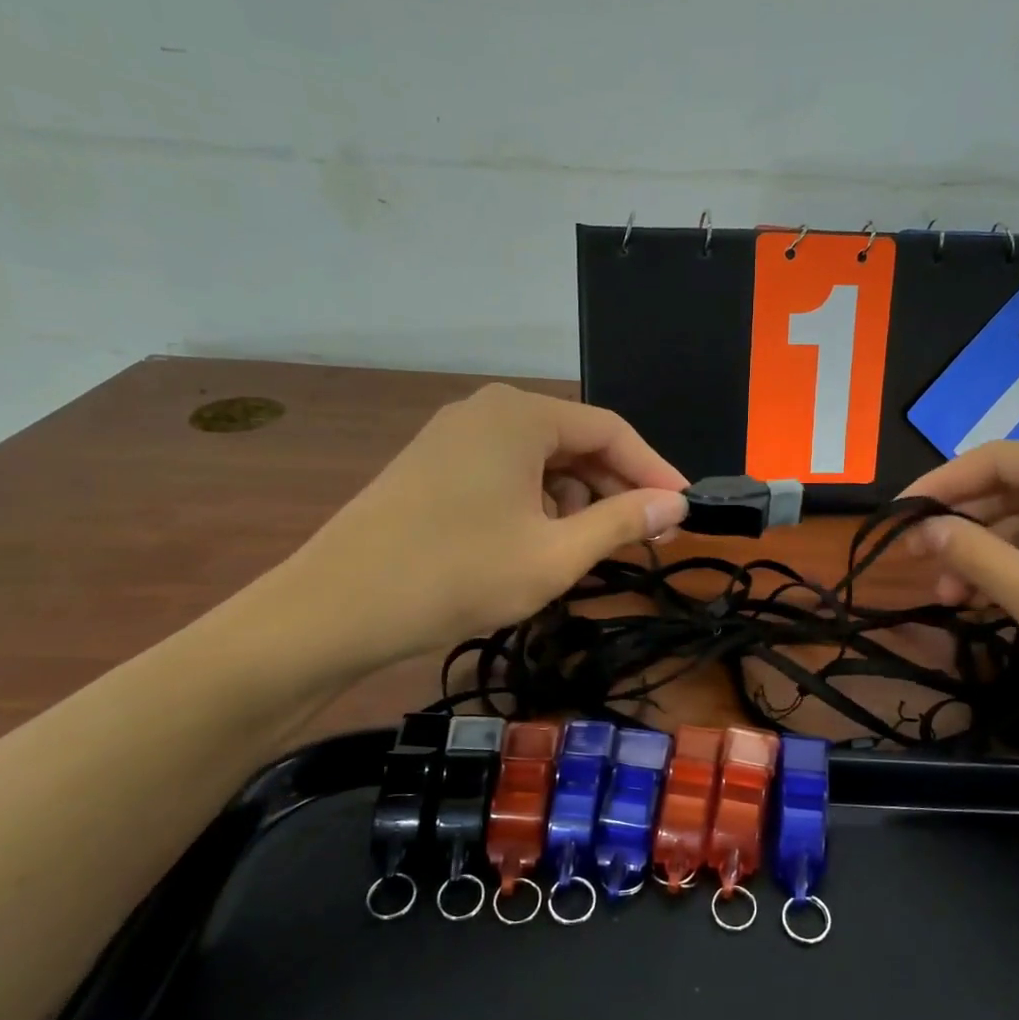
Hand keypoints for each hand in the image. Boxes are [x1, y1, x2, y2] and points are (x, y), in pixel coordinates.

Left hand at [272, 384, 688, 675]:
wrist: (335, 609)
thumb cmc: (457, 576)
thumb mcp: (555, 555)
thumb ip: (623, 522)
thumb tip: (677, 504)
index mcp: (521, 416)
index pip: (611, 430)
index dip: (654, 470)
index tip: (683, 510)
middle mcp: (487, 411)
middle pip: (574, 440)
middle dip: (614, 487)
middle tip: (644, 535)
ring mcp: (452, 436)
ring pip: (539, 459)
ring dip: (574, 499)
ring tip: (585, 548)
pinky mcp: (431, 465)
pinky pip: (504, 472)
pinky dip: (535, 503)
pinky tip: (535, 543)